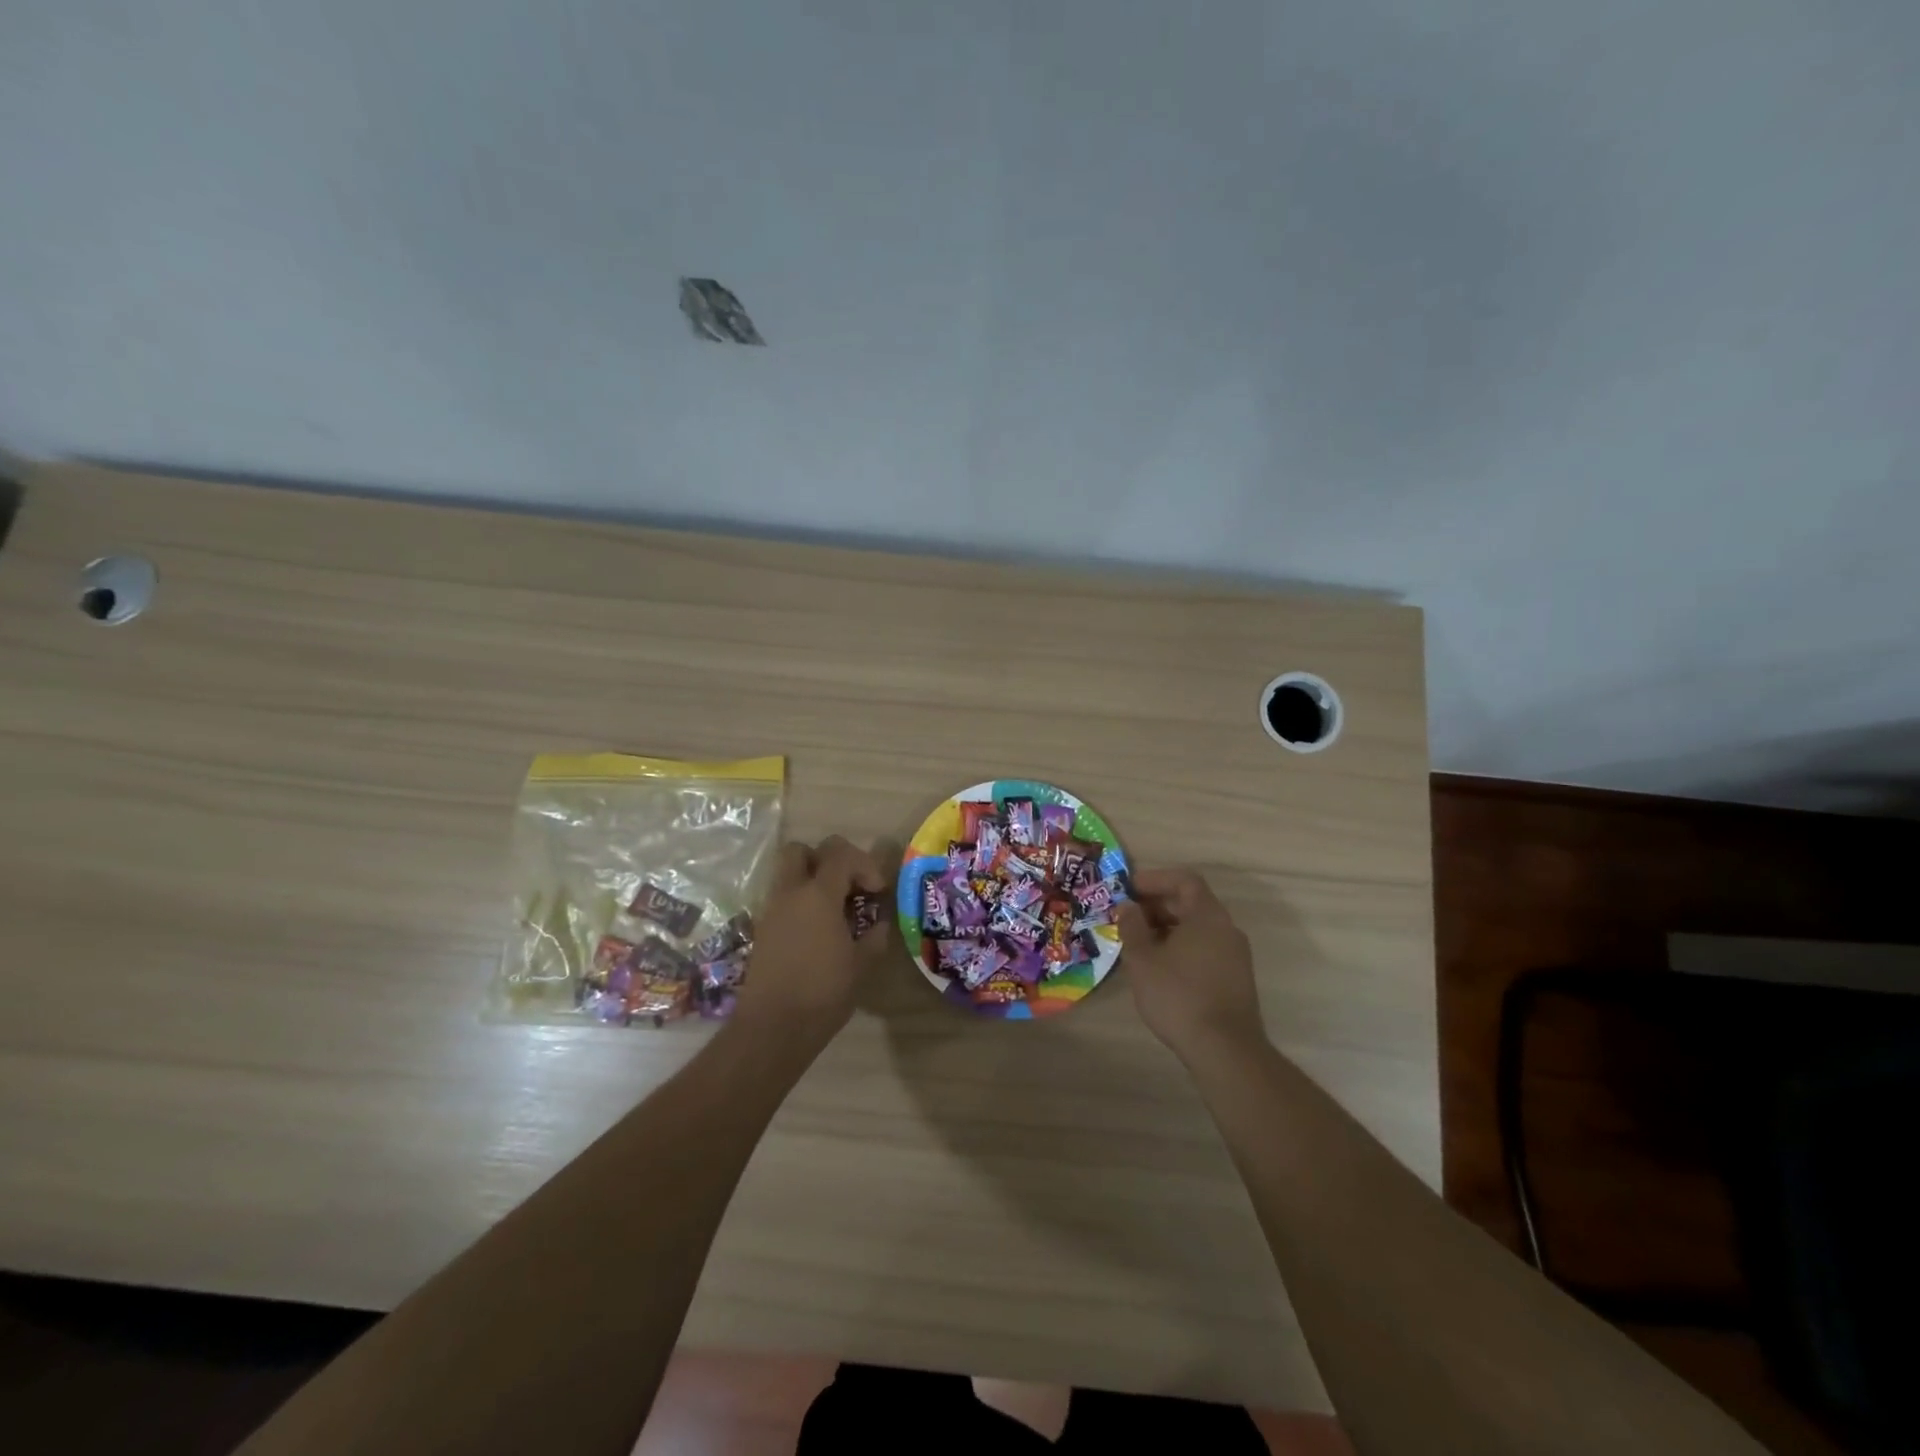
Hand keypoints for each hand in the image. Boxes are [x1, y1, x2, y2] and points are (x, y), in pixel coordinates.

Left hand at [733, 836, 892, 1044]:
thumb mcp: (861, 965)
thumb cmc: (823, 993)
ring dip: (812, 879)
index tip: (878, 892)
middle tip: (848, 885)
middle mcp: (790, 893)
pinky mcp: (762, 929)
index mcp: (818, 895)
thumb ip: (875, 936)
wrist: (772, 1028)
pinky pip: (782, 898)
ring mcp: (771, 910)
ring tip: (835, 909)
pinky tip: (818, 930)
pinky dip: (800, 902)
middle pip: (801, 850)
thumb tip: (879, 923)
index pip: (841, 855)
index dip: (865, 865)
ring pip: (787, 873)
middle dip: (827, 859)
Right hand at [1116, 868, 1263, 1065]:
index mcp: (1208, 915)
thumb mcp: (1143, 959)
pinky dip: (1181, 946)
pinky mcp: (1236, 978)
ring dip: (1167, 928)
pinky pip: (1205, 948)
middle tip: (1127, 917)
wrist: (1225, 1050)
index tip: (1128, 889)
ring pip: (1198, 928)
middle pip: (1191, 902)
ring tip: (1138, 943)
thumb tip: (1127, 906)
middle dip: (1157, 905)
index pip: (1184, 880)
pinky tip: (1160, 967)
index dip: (1155, 879)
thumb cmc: (1178, 995)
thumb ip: (1132, 927)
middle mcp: (1227, 928)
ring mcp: (1235, 955)